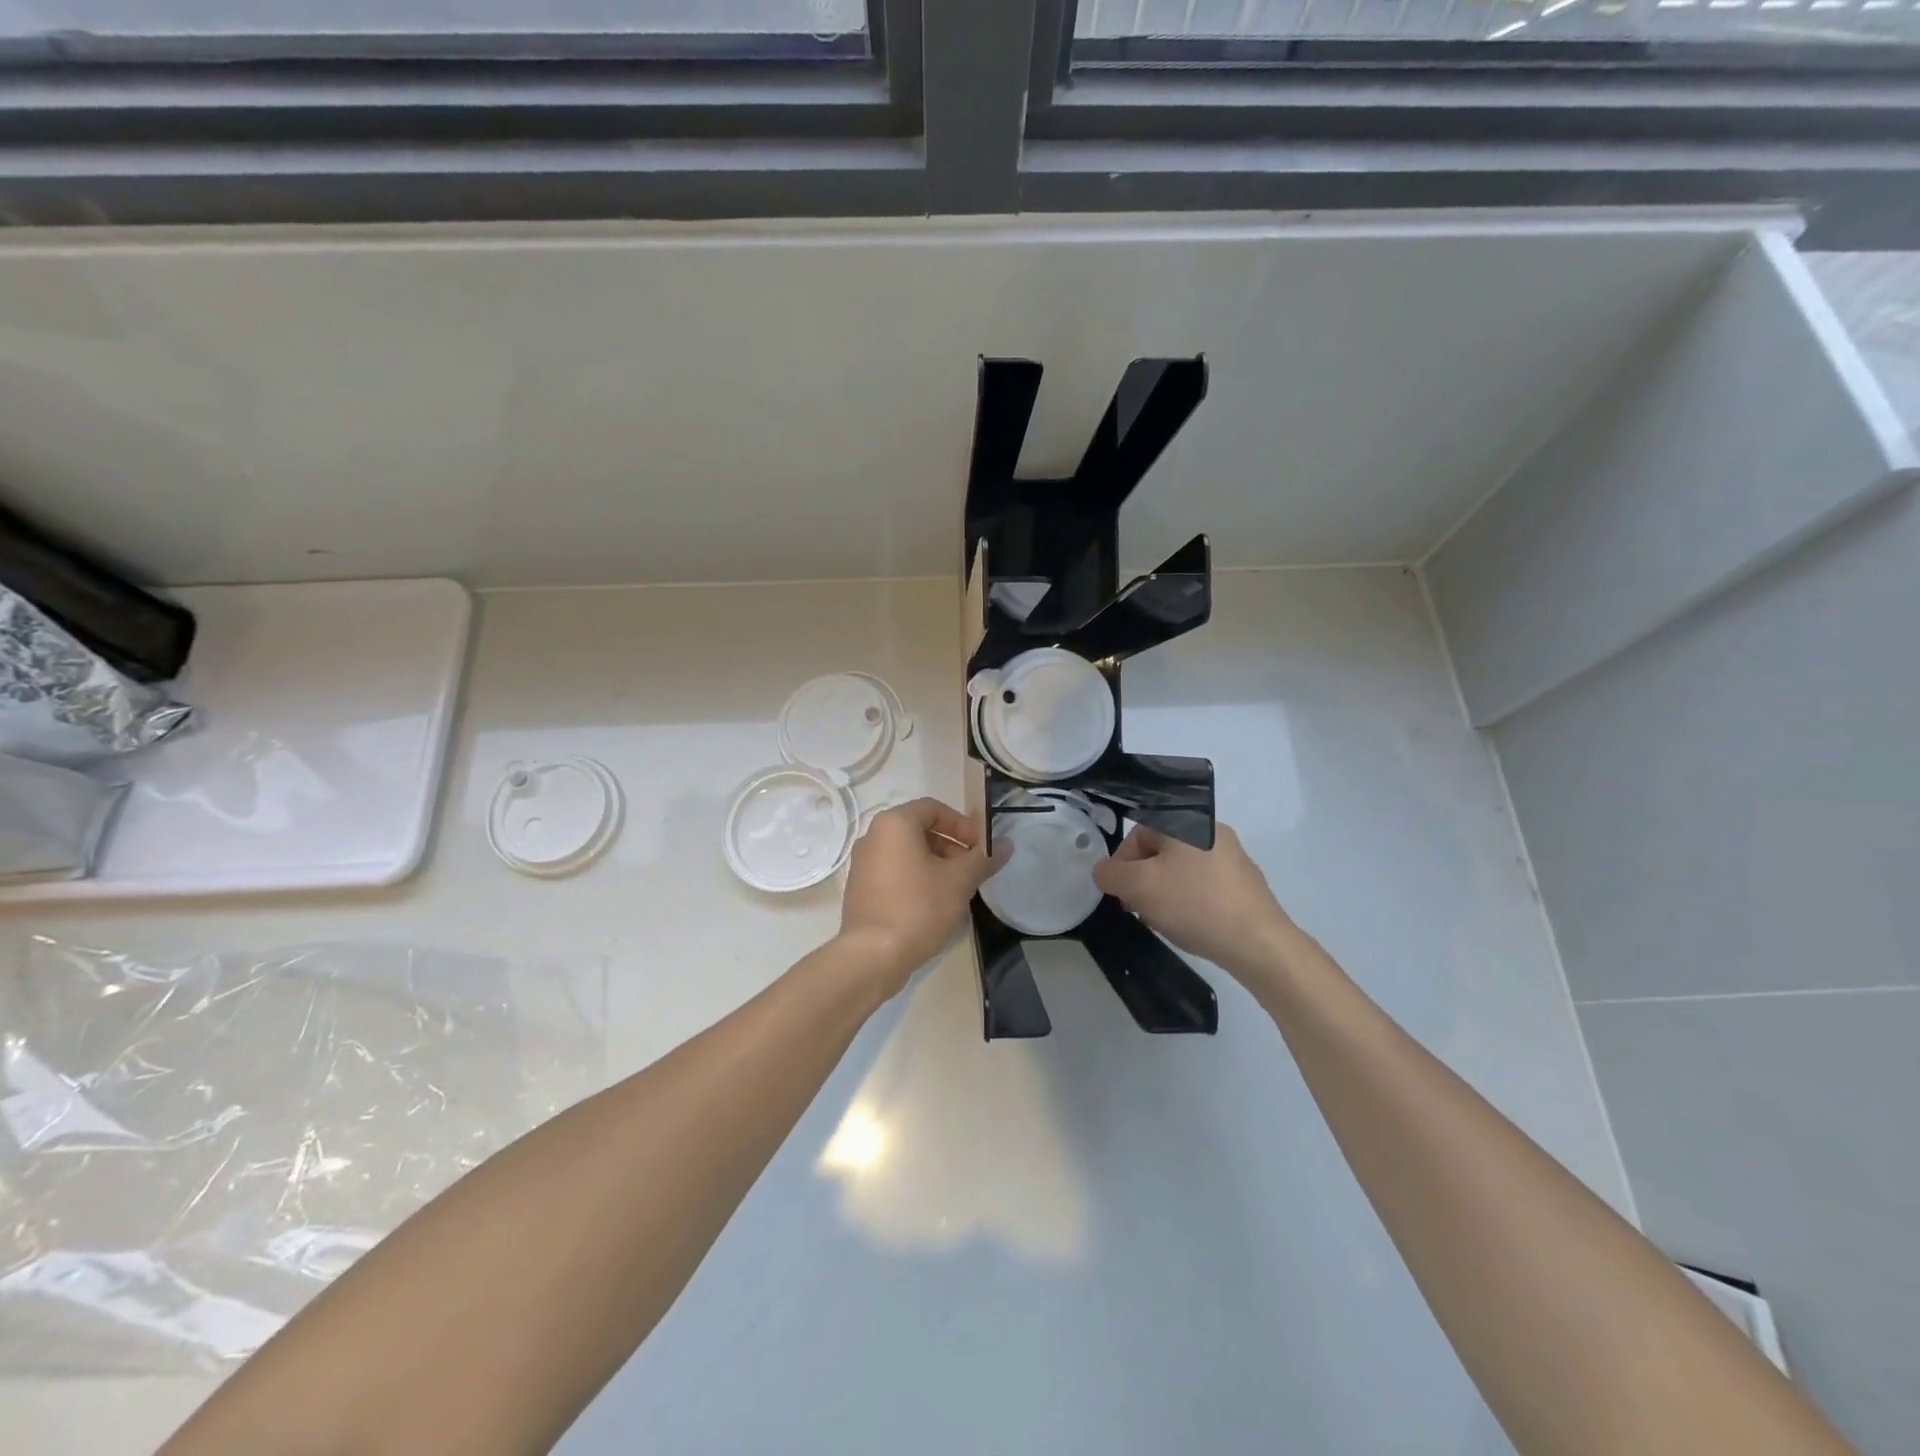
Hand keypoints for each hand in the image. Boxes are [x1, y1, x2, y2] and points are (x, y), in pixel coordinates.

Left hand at [837, 798, 1003, 989]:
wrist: (872, 956)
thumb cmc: (918, 908)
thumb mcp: (959, 881)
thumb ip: (983, 859)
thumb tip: (1006, 844)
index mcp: (894, 824)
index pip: (933, 808)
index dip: (962, 824)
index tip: (979, 848)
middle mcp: (873, 836)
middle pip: (919, 829)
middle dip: (950, 846)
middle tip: (971, 869)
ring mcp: (862, 863)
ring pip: (906, 852)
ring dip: (935, 863)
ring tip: (955, 889)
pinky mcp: (859, 888)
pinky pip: (893, 871)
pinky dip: (915, 877)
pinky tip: (933, 904)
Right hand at [1092, 822, 1295, 975]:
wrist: (1258, 942)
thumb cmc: (1194, 904)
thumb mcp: (1138, 887)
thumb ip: (1110, 874)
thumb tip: (1104, 872)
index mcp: (1185, 821)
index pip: (1137, 834)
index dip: (1121, 864)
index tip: (1121, 895)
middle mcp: (1210, 829)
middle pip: (1159, 852)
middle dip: (1143, 881)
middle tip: (1139, 909)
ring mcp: (1232, 856)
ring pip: (1181, 870)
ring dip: (1164, 893)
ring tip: (1163, 921)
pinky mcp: (1245, 882)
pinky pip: (1204, 885)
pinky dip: (1190, 901)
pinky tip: (1190, 925)